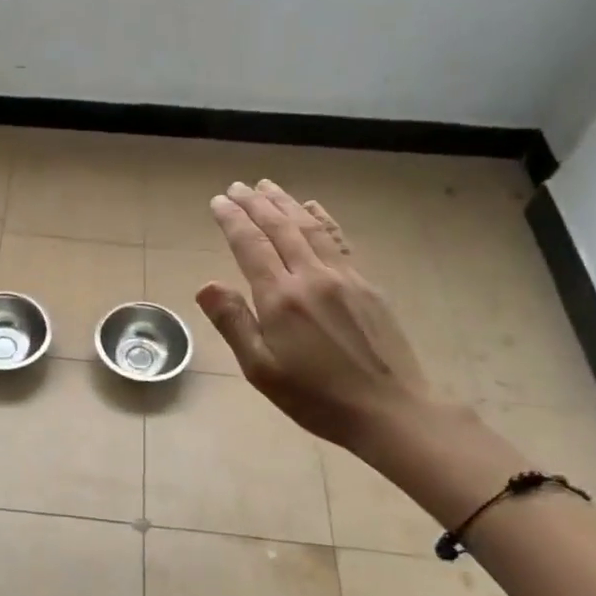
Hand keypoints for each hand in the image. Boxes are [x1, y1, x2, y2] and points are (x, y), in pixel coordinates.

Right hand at [196, 179, 437, 451]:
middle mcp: (311, 277)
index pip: (251, 246)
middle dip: (256, 204)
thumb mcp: (262, 369)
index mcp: (281, 299)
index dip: (233, 220)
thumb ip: (234, 323)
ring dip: (286, 203)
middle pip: (280, 228)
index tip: (218, 201)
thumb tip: (206, 285)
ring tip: (267, 186)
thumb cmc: (316, 397)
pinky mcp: (366, 285)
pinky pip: (337, 240)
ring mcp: (344, 277)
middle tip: (237, 187)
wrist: (390, 410)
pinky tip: (313, 208)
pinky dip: (321, 218)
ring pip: (309, 227)